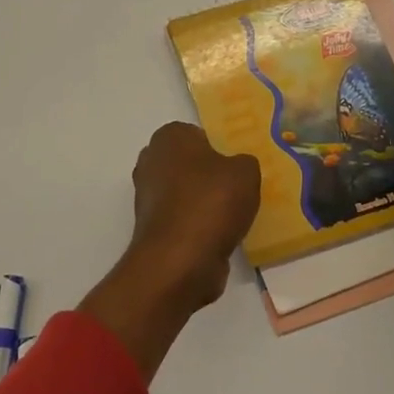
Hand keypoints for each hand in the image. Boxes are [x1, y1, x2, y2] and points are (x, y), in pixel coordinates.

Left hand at [82, 124, 259, 380]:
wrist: (180, 260)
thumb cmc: (212, 202)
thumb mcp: (246, 172)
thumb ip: (244, 163)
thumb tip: (237, 169)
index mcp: (169, 137)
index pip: (197, 134)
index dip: (219, 148)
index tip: (237, 166)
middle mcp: (151, 161)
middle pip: (189, 164)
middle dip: (210, 175)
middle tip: (238, 188)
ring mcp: (148, 196)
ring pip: (185, 192)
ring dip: (204, 203)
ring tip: (234, 215)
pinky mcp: (153, 228)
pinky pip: (183, 219)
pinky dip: (198, 226)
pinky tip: (220, 235)